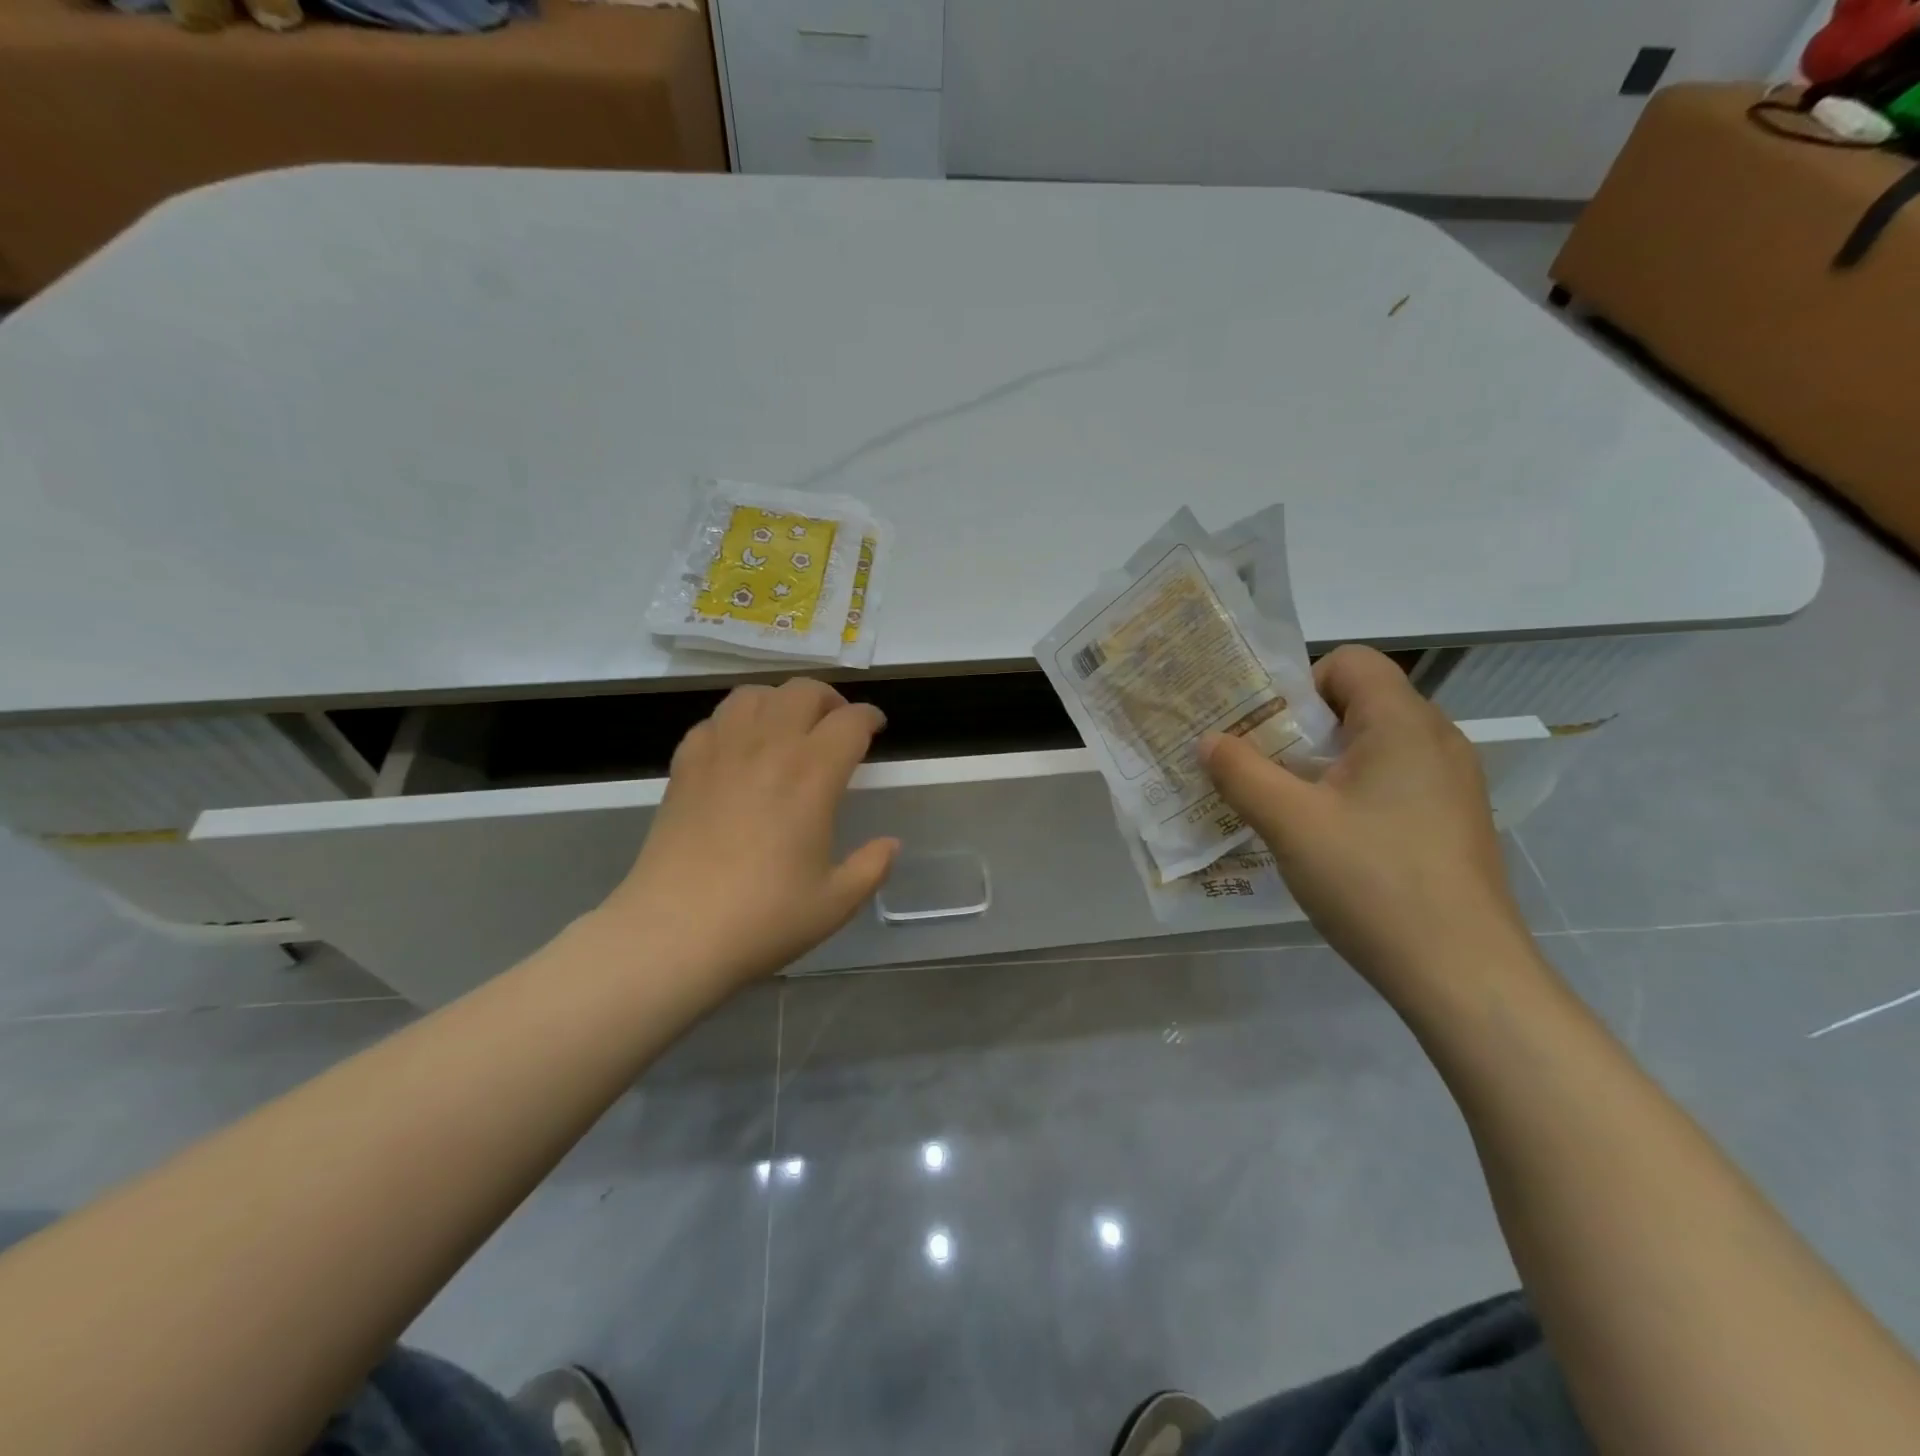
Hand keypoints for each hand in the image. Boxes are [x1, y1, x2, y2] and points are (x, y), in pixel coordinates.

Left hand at [596, 679, 898, 988]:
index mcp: (812, 775)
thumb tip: (890, 844)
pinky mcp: (684, 766)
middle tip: (836, 725)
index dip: (869, 718)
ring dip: (780, 701)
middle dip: (829, 700)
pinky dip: (735, 722)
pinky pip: (714, 720)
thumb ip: (871, 867)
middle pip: (803, 691)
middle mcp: (768, 748)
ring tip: (788, 727)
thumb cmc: (763, 919)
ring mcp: (720, 752)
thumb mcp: (835, 903)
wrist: (673, 934)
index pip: (850, 721)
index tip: (876, 728)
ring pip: (754, 695)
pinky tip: (739, 750)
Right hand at [1200, 645, 1532, 994]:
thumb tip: (1209, 740)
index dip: (1300, 684)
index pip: (1350, 661)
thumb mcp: (1289, 822)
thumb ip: (1241, 772)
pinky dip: (1354, 792)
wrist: (1462, 974)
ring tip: (1289, 806)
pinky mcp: (1453, 821)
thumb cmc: (1372, 881)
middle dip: (1303, 728)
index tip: (1269, 733)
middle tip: (1263, 769)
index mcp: (1404, 723)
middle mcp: (1437, 740)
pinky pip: (1394, 781)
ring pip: (1375, 745)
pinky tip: (1332, 840)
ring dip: (1325, 764)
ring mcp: (1452, 783)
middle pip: (1360, 702)